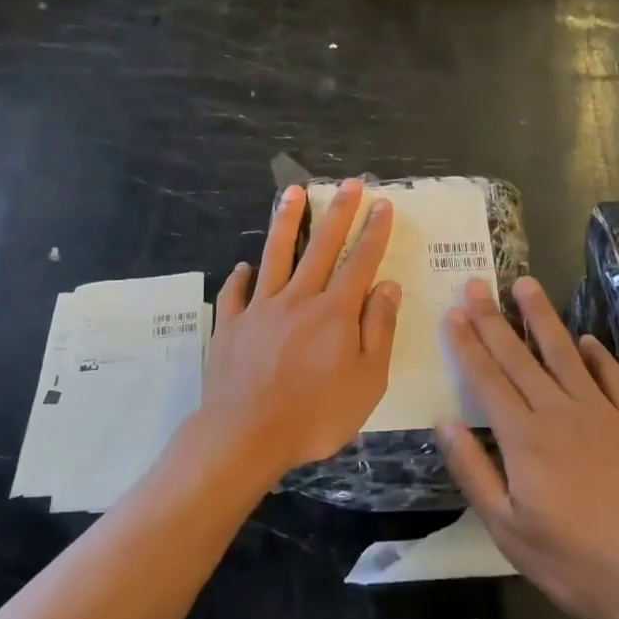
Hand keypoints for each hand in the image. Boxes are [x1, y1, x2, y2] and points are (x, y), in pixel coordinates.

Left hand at [198, 179, 400, 482]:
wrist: (246, 435)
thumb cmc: (315, 414)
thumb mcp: (367, 380)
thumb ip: (378, 330)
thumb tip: (387, 285)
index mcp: (335, 312)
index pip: (360, 261)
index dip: (373, 231)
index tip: (382, 204)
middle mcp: (298, 299)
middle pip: (321, 246)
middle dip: (337, 212)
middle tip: (348, 183)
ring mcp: (260, 309)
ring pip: (275, 255)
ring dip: (286, 221)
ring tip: (291, 192)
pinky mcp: (231, 326)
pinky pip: (235, 293)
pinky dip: (240, 277)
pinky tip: (243, 266)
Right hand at [437, 275, 618, 618]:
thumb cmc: (579, 561)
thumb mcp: (509, 530)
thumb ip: (474, 471)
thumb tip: (443, 423)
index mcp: (523, 438)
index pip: (487, 378)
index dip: (467, 343)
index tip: (453, 311)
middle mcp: (558, 412)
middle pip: (519, 357)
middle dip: (493, 318)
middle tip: (477, 283)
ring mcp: (602, 413)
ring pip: (564, 354)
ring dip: (542, 317)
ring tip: (526, 284)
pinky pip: (612, 378)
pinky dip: (598, 356)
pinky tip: (587, 340)